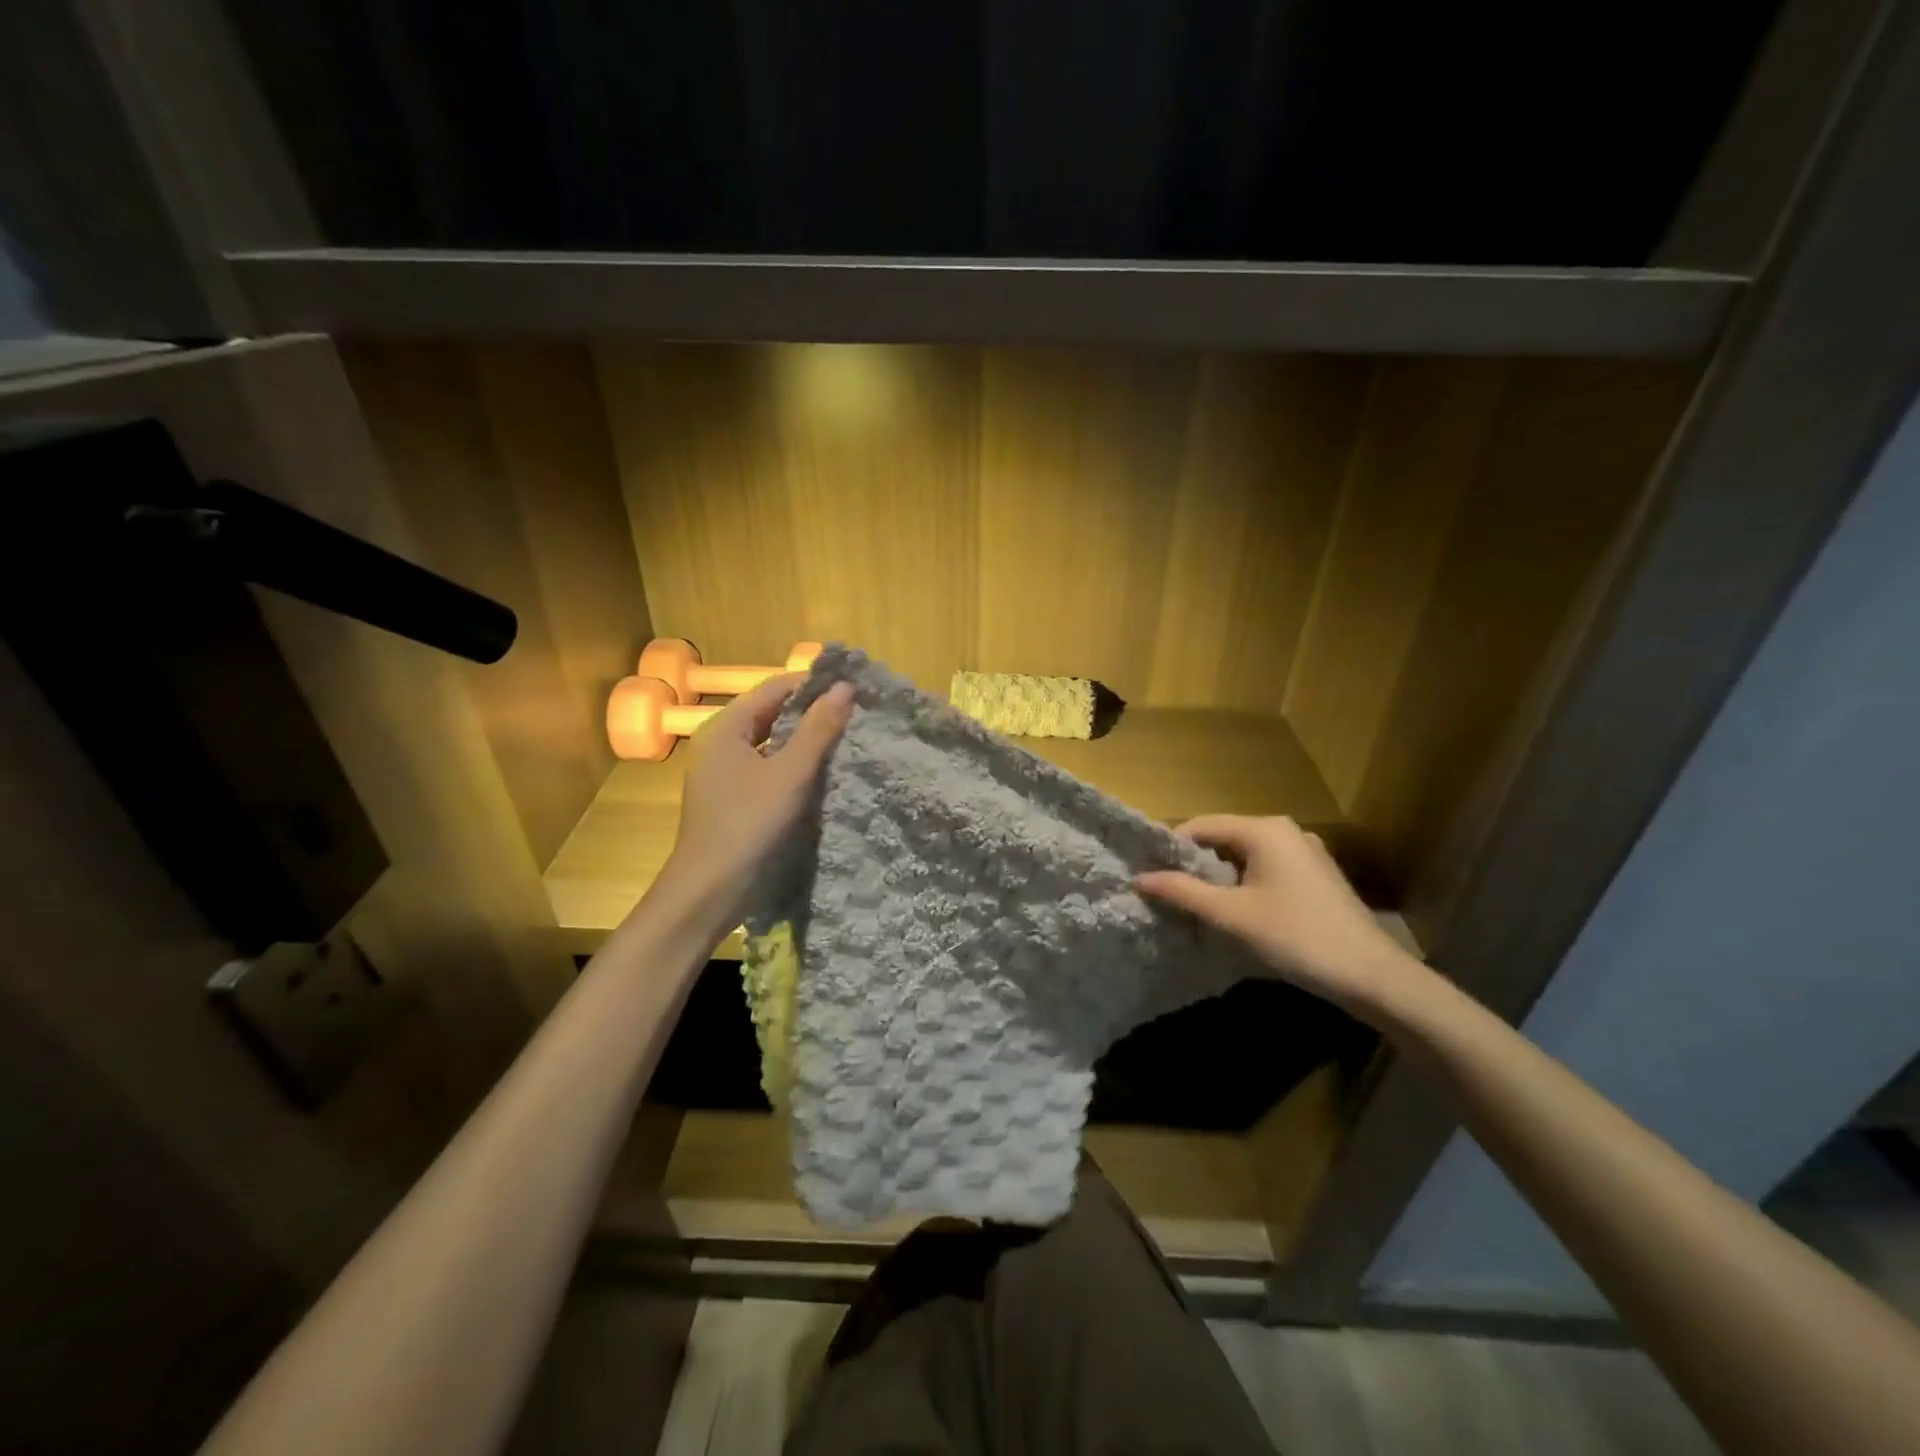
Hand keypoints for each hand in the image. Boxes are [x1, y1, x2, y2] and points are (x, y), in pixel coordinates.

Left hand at [653, 673, 853, 927]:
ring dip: (806, 740)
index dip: (814, 685)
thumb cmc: (747, 825)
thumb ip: (818, 729)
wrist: (708, 892)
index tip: (854, 688)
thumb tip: (846, 687)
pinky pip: (770, 769)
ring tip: (849, 739)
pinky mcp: (734, 799)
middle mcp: (721, 743)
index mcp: (726, 727)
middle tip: (858, 714)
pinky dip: (795, 765)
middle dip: (813, 712)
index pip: (775, 688)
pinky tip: (825, 773)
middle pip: (773, 714)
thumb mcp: (790, 774)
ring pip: (773, 743)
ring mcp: (726, 773)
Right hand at [1135, 815, 1426, 1020]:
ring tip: (1197, 905)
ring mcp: (1306, 852)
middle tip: (1169, 892)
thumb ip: (1182, 891)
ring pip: (1245, 855)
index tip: (1149, 874)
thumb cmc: (1295, 937)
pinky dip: (1245, 884)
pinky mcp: (1317, 876)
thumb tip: (1139, 877)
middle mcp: (1286, 831)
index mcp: (1264, 830)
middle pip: (1224, 838)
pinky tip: (1238, 912)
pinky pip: (1267, 868)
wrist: (1372, 976)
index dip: (1171, 848)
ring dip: (1220, 877)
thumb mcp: (1230, 915)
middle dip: (1195, 864)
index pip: (1201, 826)